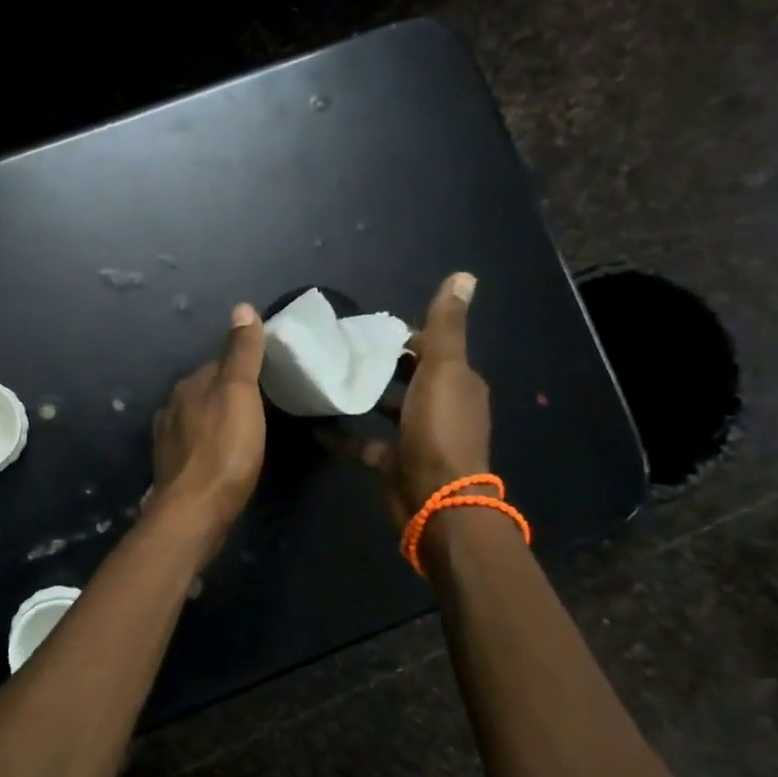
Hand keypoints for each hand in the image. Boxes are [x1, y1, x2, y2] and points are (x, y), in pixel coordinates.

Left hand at [151, 304, 266, 534]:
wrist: (195, 510)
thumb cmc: (224, 449)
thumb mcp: (240, 393)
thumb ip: (241, 353)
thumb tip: (242, 307)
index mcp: (188, 386)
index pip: (217, 365)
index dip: (242, 368)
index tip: (268, 377)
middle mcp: (171, 408)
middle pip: (205, 392)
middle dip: (227, 396)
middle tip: (261, 407)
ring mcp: (168, 441)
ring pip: (197, 420)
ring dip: (216, 421)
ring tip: (244, 433)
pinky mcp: (172, 470)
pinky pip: (194, 447)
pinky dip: (208, 446)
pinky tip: (221, 457)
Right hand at [328, 273, 490, 525]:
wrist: (435, 501)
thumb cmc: (439, 430)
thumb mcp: (443, 370)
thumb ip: (446, 326)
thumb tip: (464, 275)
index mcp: (457, 383)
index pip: (432, 348)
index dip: (405, 335)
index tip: (367, 327)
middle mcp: (440, 407)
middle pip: (409, 377)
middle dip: (381, 362)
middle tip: (339, 347)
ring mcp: (416, 437)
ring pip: (387, 409)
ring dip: (363, 395)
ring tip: (326, 377)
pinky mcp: (393, 461)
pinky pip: (363, 443)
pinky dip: (341, 434)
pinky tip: (313, 424)